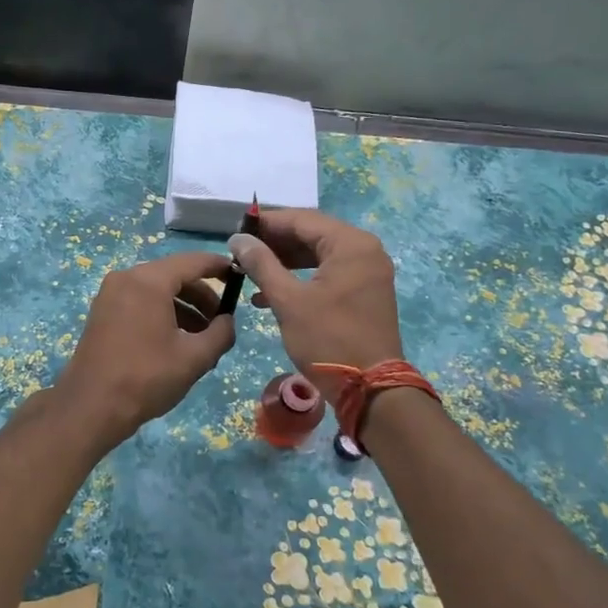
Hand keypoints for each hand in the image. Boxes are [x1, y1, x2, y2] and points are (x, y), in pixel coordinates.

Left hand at [52, 252, 236, 445]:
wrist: (90, 407)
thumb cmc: (147, 378)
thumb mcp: (195, 357)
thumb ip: (221, 333)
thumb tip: (228, 321)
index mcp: (149, 281)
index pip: (193, 262)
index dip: (219, 267)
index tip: (240, 276)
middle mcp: (126, 278)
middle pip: (174, 275)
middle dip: (202, 296)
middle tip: (222, 321)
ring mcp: (110, 295)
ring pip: (157, 290)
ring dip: (183, 308)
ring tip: (202, 339)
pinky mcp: (102, 313)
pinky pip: (140, 302)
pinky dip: (162, 314)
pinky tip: (176, 342)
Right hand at [228, 210, 403, 375]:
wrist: (370, 389)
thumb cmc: (328, 340)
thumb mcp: (288, 301)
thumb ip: (262, 264)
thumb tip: (238, 239)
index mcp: (351, 244)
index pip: (302, 219)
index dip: (267, 223)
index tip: (236, 229)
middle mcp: (365, 250)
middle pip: (312, 234)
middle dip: (275, 243)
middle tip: (241, 251)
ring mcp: (368, 272)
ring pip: (318, 255)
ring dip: (284, 262)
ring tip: (250, 271)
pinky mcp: (365, 292)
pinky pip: (328, 273)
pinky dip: (301, 279)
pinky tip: (269, 294)